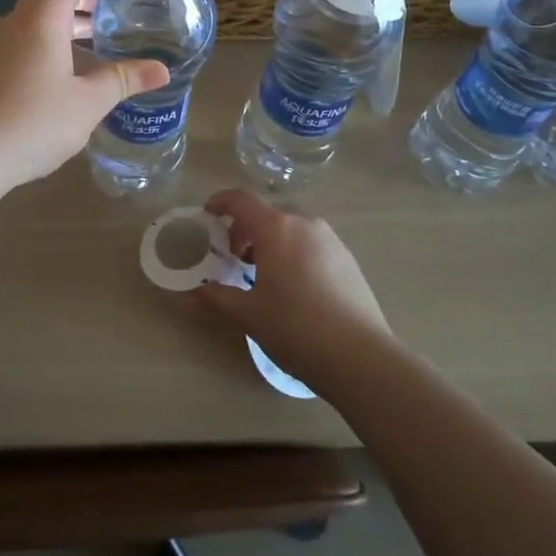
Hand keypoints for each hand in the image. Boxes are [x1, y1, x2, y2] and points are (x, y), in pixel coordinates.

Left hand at [0, 0, 170, 189]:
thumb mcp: (88, 102)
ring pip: (42, 14)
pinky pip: (33, 35)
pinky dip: (59, 35)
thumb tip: (162, 70)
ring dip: (73, 14)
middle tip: (122, 1)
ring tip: (106, 28)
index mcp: (43, 19)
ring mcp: (5, 45)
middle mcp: (21, 22)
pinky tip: (77, 63)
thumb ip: (124, 79)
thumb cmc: (33, 121)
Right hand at [195, 189, 393, 390]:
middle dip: (246, 229)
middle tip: (235, 258)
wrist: (359, 356)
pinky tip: (295, 287)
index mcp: (275, 228)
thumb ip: (218, 296)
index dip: (220, 202)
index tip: (207, 216)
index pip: (241, 199)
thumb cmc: (294, 327)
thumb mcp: (249, 314)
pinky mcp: (348, 258)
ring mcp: (330, 239)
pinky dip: (295, 252)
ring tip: (265, 275)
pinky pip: (312, 243)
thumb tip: (196, 291)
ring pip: (292, 228)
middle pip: (267, 213)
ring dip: (272, 241)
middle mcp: (304, 223)